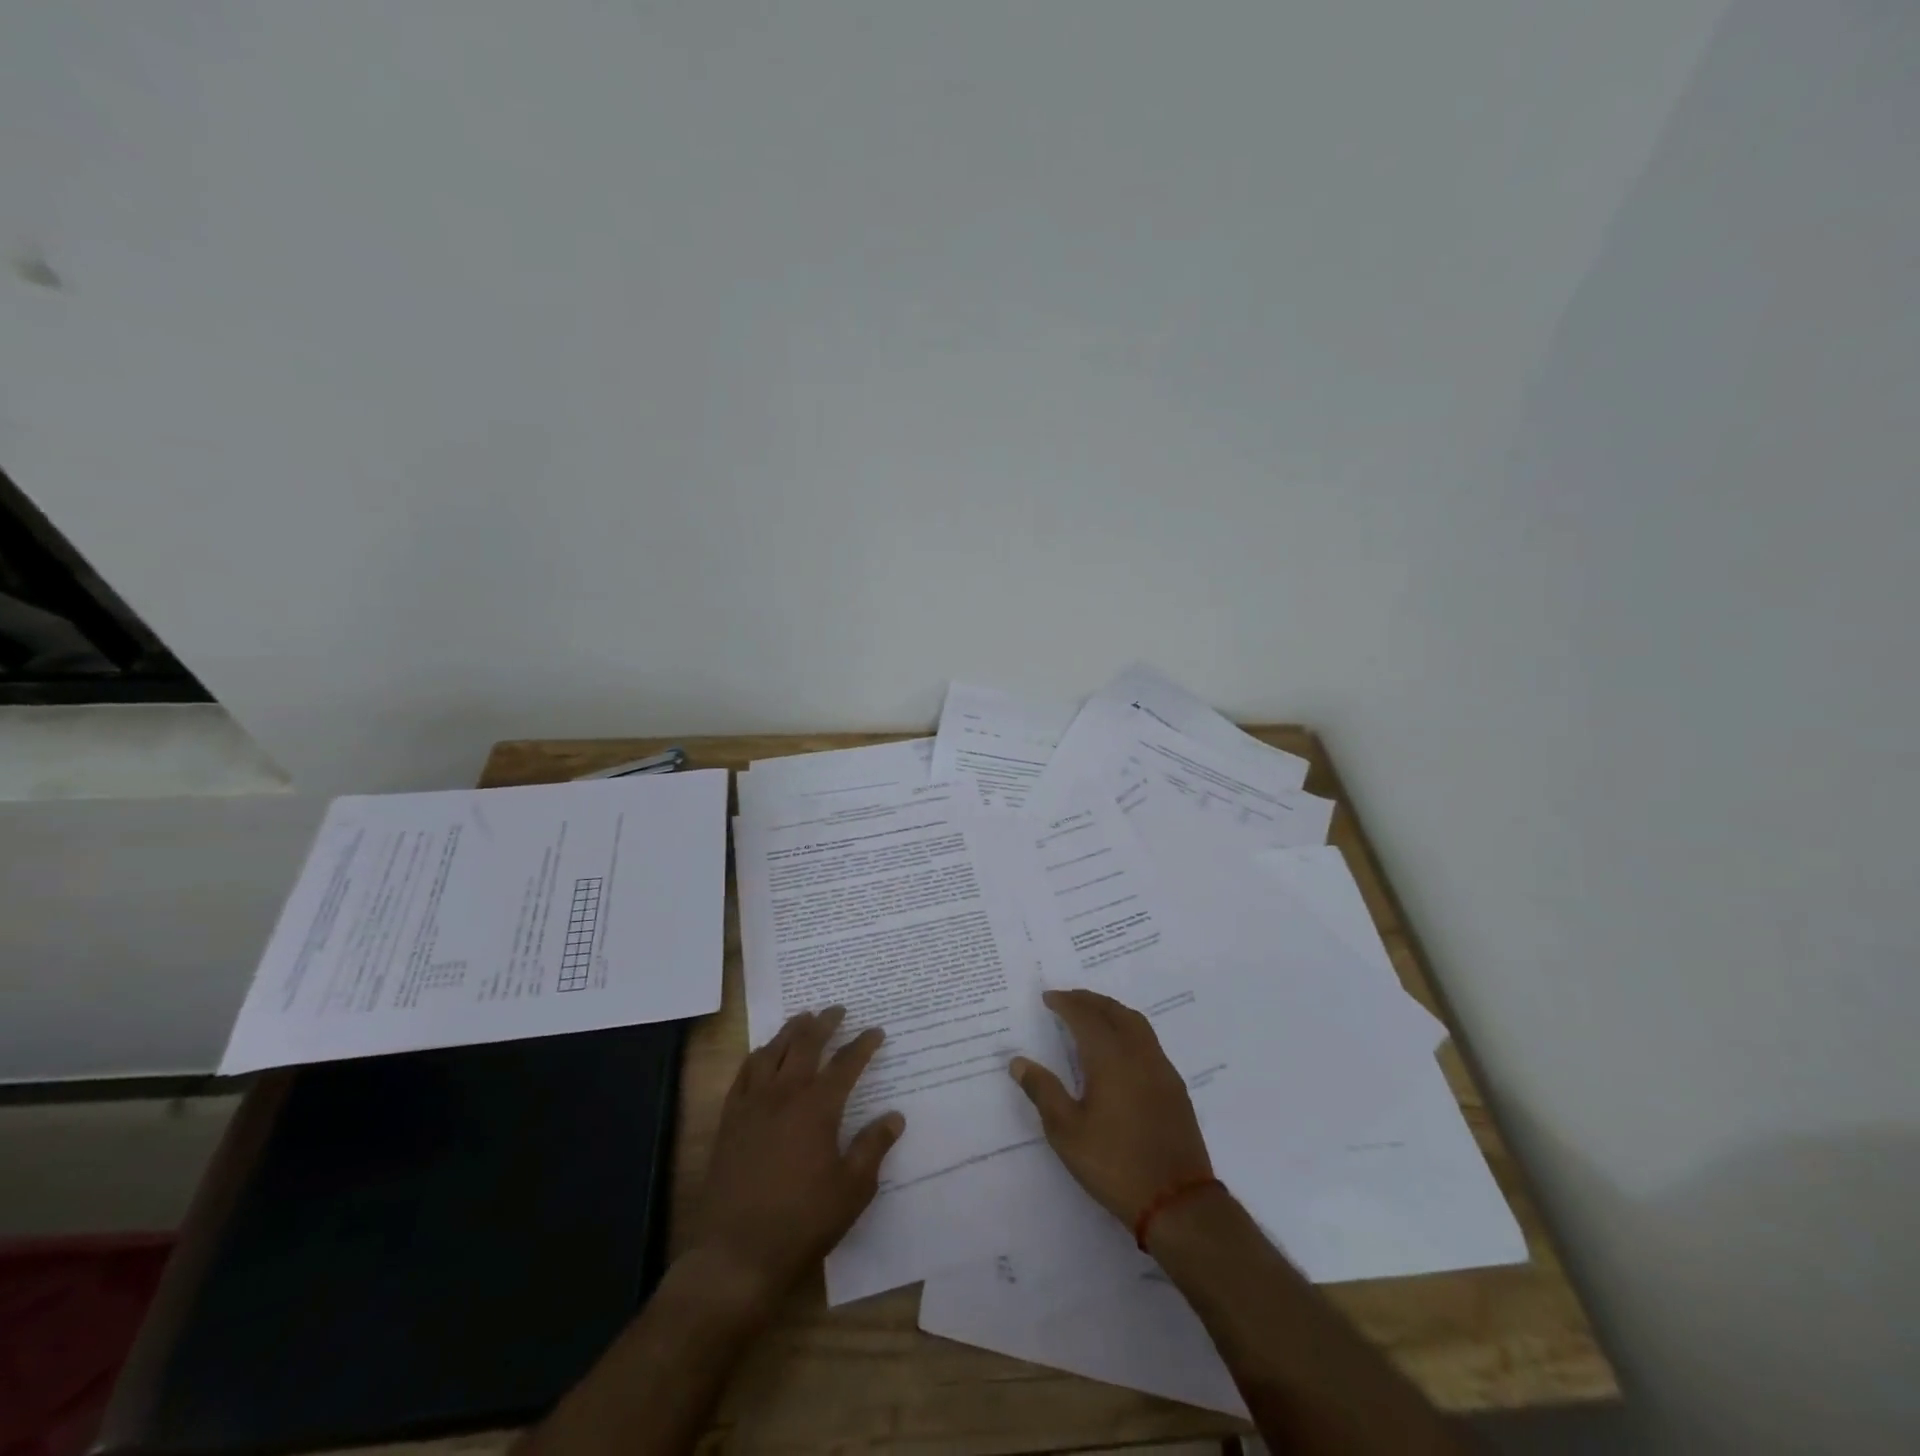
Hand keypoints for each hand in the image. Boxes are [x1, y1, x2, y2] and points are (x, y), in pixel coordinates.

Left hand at [693, 1007, 903, 1308]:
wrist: (736, 1254)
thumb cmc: (803, 1222)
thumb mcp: (852, 1190)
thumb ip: (873, 1147)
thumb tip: (894, 1116)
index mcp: (818, 1108)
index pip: (846, 1064)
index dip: (863, 1045)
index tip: (876, 1032)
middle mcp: (784, 1095)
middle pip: (806, 1045)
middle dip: (824, 1023)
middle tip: (838, 1010)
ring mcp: (753, 1105)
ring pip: (772, 1051)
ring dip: (790, 1031)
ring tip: (802, 1019)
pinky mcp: (730, 1121)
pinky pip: (744, 1074)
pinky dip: (758, 1056)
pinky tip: (762, 1055)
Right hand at [1008, 988, 1212, 1227]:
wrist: (1177, 1202)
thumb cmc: (1115, 1164)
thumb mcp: (1067, 1132)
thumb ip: (1043, 1091)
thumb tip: (1018, 1062)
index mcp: (1110, 1057)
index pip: (1085, 1016)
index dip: (1066, 1003)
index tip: (1048, 998)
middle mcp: (1139, 1053)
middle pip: (1114, 1012)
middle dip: (1089, 1000)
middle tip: (1068, 999)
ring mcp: (1161, 1069)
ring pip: (1136, 1023)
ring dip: (1112, 1011)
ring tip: (1092, 1015)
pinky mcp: (1175, 1088)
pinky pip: (1148, 1041)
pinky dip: (1129, 1030)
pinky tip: (1120, 1050)